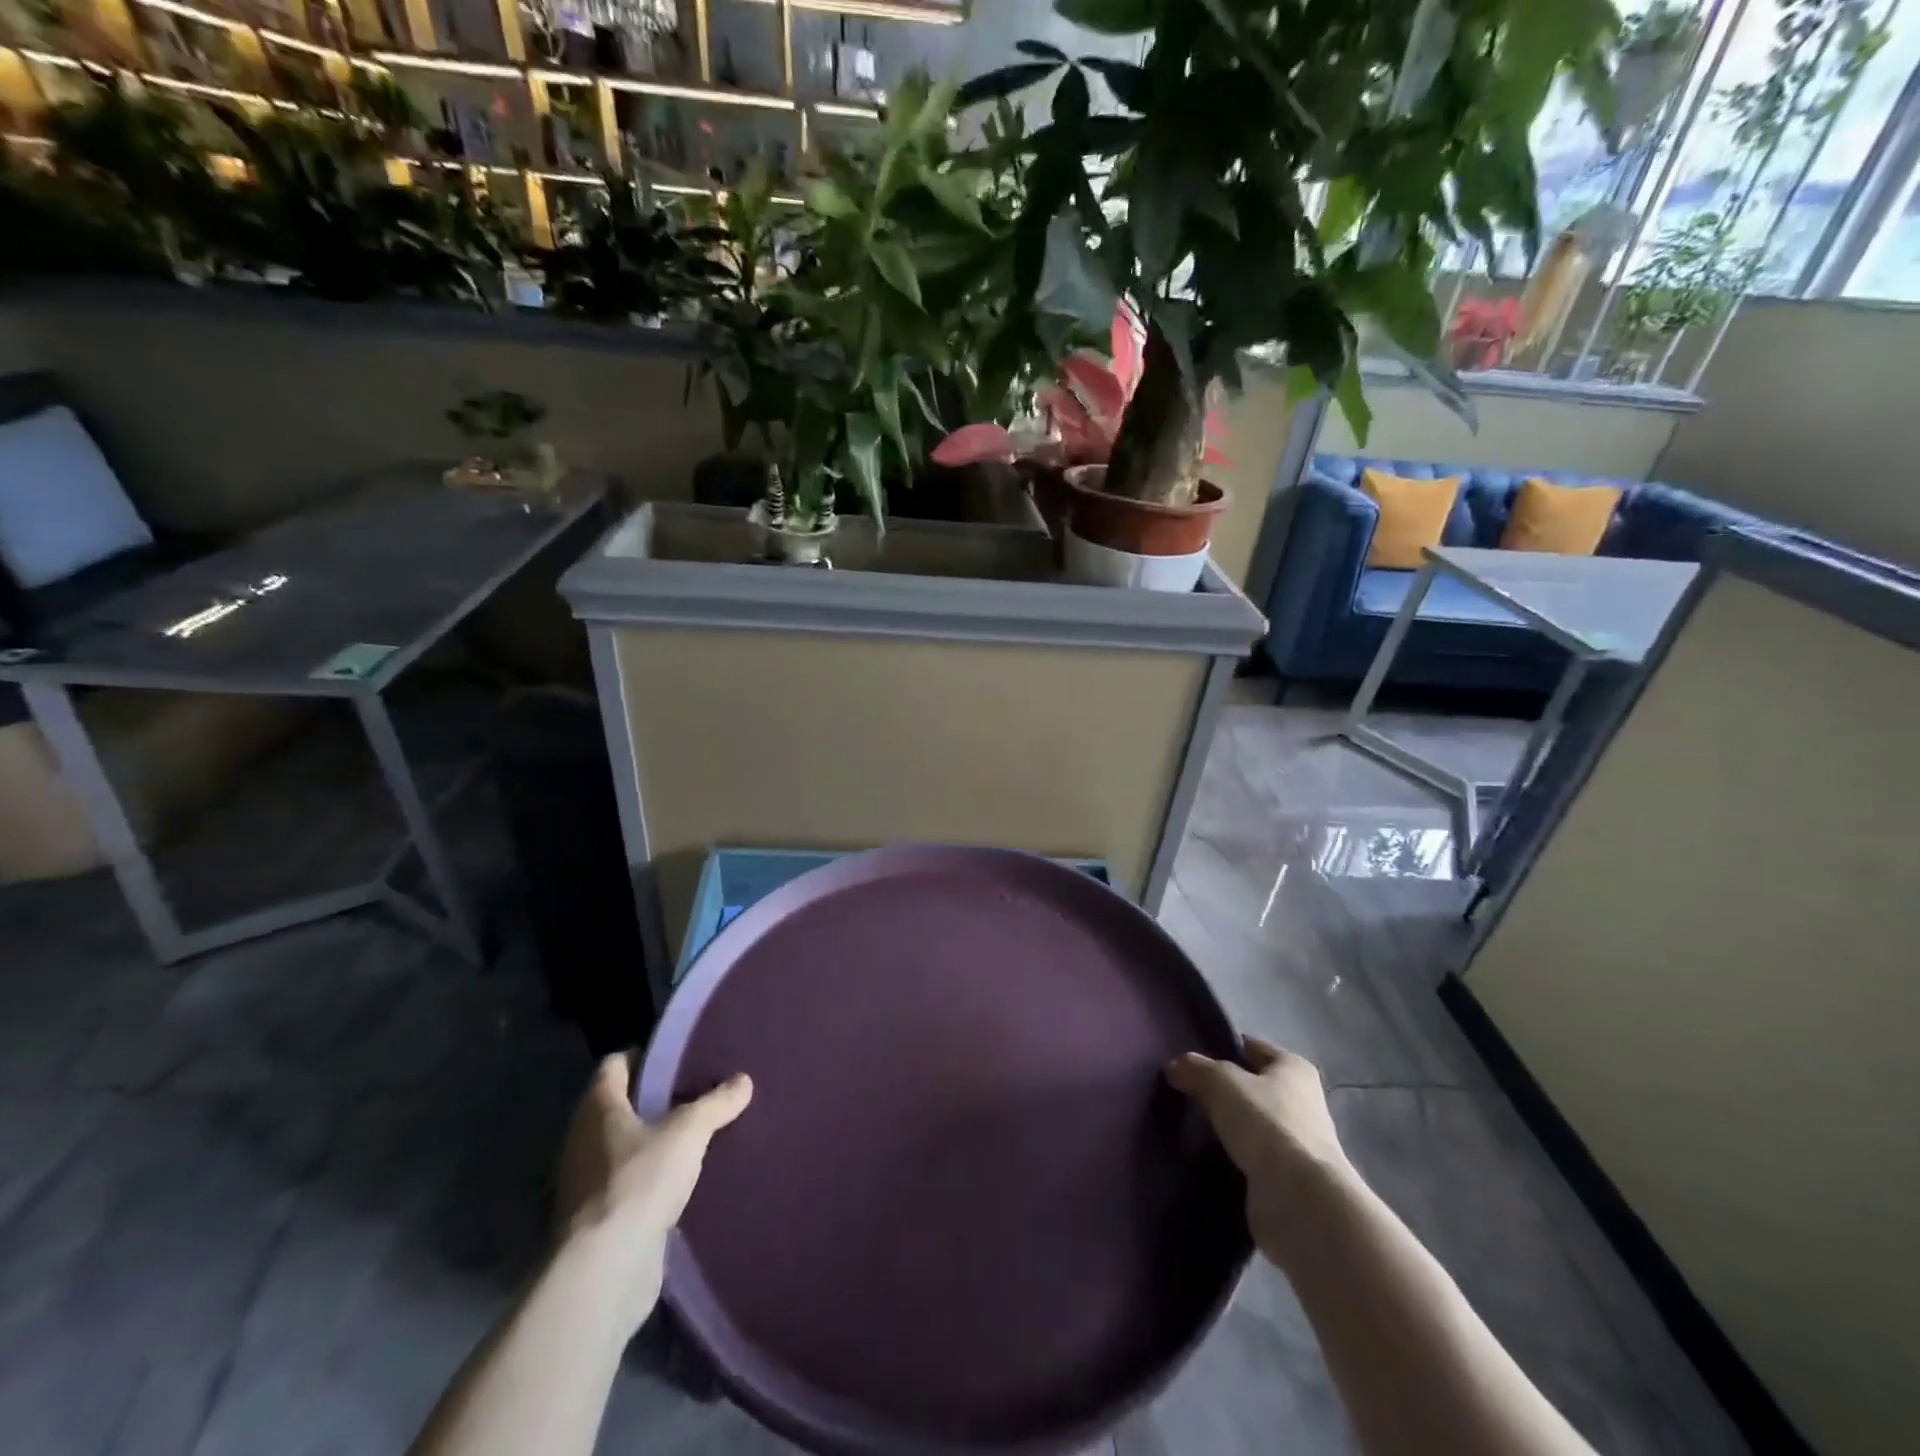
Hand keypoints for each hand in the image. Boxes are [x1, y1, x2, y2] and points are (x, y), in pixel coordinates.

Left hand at [554, 1053, 752, 1328]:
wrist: (604, 1270)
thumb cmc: (640, 1181)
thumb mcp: (689, 1132)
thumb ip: (716, 1103)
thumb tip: (743, 1080)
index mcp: (598, 1107)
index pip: (614, 1065)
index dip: (644, 1056)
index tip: (678, 1056)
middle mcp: (583, 1139)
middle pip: (620, 1105)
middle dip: (655, 1099)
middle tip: (697, 1092)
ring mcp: (586, 1182)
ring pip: (625, 1146)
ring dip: (655, 1141)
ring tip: (698, 1134)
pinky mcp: (599, 1219)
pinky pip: (629, 1183)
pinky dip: (652, 1177)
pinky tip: (685, 1179)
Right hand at [1166, 1036, 1354, 1269]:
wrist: (1300, 1200)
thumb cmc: (1267, 1123)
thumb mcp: (1221, 1081)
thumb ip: (1195, 1068)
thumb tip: (1175, 1067)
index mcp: (1294, 1068)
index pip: (1252, 1047)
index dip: (1223, 1046)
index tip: (1191, 1057)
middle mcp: (1301, 1101)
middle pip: (1251, 1086)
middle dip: (1222, 1090)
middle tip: (1184, 1091)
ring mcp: (1296, 1143)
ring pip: (1249, 1123)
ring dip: (1226, 1126)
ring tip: (1188, 1125)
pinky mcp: (1286, 1179)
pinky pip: (1250, 1156)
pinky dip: (1231, 1156)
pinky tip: (1204, 1156)